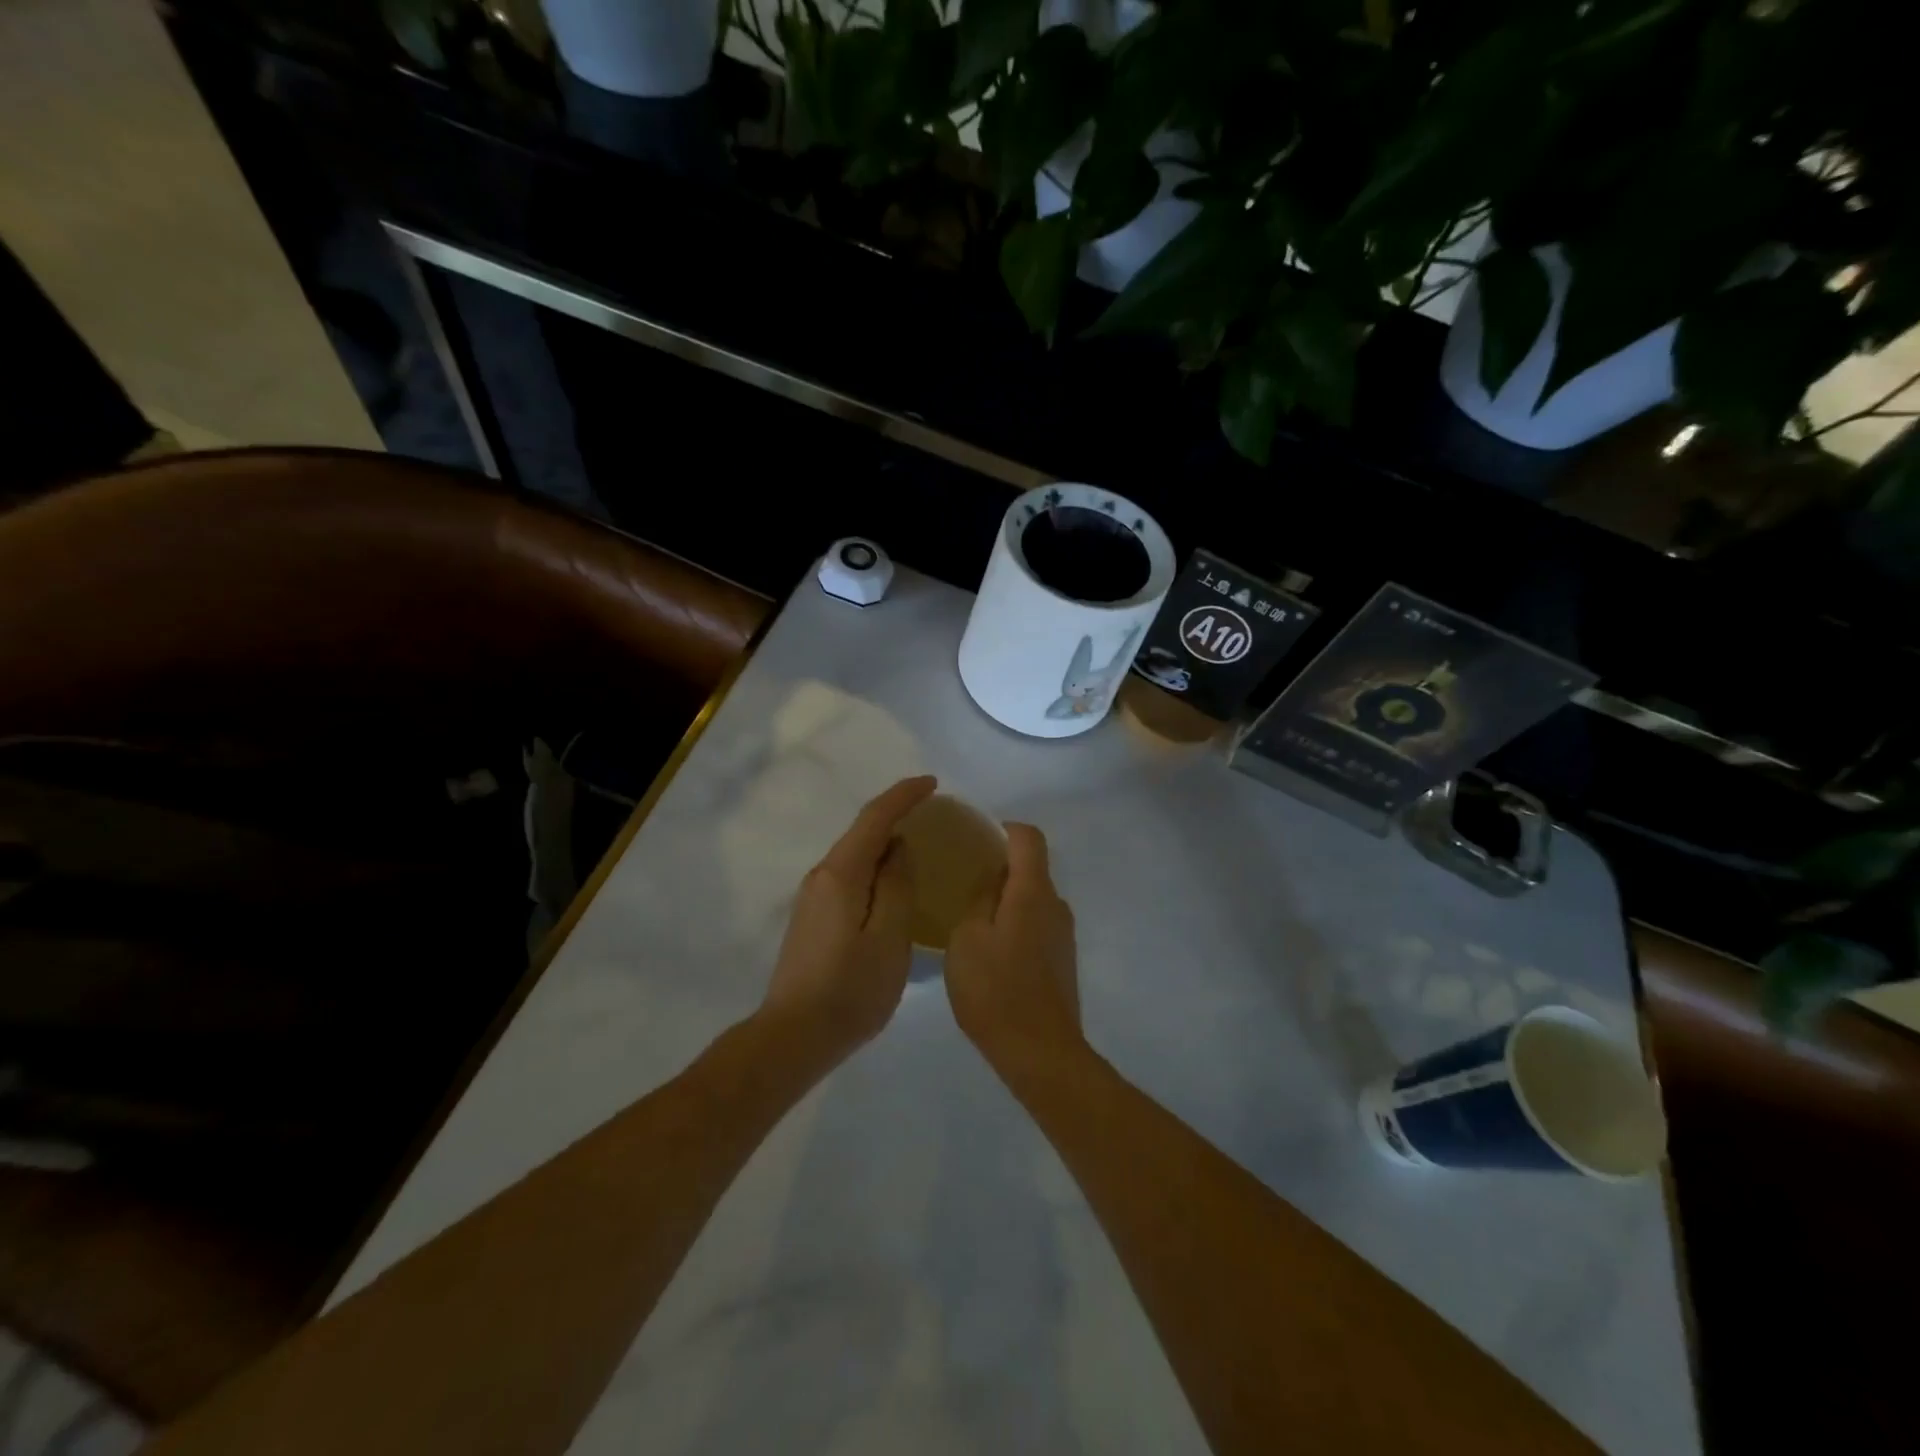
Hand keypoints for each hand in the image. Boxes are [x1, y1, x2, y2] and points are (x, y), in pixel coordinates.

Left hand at [758, 776, 933, 1063]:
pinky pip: (849, 875)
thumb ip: (897, 885)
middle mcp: (822, 875)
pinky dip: (873, 866)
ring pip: (854, 854)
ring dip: (884, 841)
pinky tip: (891, 882)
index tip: (932, 783)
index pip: (874, 818)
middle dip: (895, 814)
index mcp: (842, 874)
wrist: (794, 1036)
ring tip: (918, 844)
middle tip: (931, 811)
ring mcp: (813, 897)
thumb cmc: (851, 989)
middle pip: (862, 832)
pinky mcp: (813, 917)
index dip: (903, 796)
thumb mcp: (889, 937)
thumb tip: (898, 848)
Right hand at [945, 823, 1083, 1078]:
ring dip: (1006, 901)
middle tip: (963, 882)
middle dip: (999, 868)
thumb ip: (980, 900)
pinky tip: (991, 952)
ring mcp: (1063, 935)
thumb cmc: (996, 990)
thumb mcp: (968, 938)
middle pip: (1031, 869)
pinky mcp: (1063, 961)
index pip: (1029, 837)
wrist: (1040, 1053)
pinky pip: (1037, 925)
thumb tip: (992, 882)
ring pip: (1032, 900)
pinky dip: (1015, 925)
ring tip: (972, 920)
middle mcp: (1056, 905)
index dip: (1004, 829)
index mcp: (1033, 892)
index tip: (977, 838)